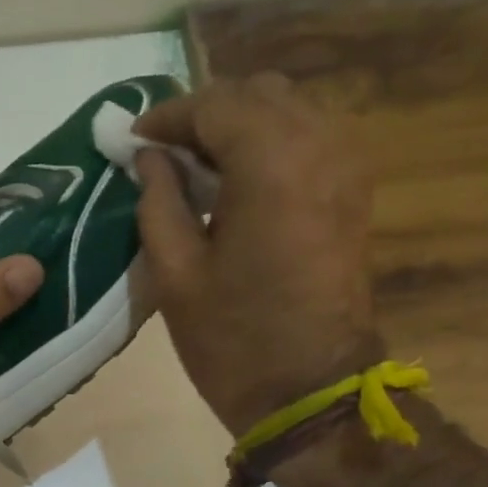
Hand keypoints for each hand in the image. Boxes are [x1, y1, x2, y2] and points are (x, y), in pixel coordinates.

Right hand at [134, 73, 380, 436]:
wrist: (310, 392)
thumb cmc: (233, 340)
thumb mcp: (175, 273)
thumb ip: (158, 200)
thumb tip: (149, 158)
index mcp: (271, 162)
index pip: (213, 105)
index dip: (167, 117)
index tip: (132, 141)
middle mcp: (319, 145)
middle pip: (257, 94)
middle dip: (204, 114)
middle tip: (163, 153)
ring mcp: (346, 166)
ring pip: (288, 111)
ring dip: (238, 126)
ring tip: (196, 167)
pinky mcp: (354, 192)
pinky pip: (309, 139)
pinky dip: (269, 144)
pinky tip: (237, 182)